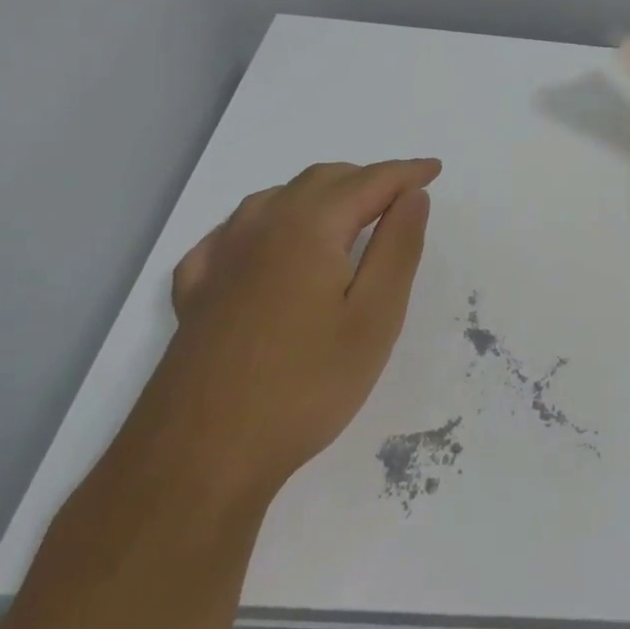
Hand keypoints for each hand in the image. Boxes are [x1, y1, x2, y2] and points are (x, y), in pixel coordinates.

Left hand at [154, 158, 441, 500]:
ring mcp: (221, 256)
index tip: (434, 170)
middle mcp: (262, 225)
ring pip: (276, 198)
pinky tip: (269, 246)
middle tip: (399, 198)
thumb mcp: (374, 318)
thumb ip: (398, 247)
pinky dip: (266, 223)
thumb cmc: (304, 386)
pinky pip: (233, 233)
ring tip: (345, 215)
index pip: (369, 181)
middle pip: (322, 180)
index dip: (406, 172)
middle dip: (365, 179)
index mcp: (310, 225)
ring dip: (317, 195)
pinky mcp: (194, 291)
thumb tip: (413, 195)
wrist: (198, 458)